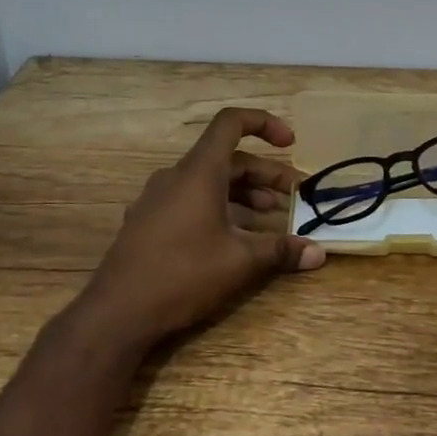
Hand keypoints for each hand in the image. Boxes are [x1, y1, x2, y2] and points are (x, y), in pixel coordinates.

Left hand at [74, 107, 325, 351]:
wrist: (117, 313)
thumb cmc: (183, 275)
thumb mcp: (240, 262)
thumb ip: (281, 251)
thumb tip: (318, 252)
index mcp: (199, 172)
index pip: (231, 123)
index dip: (264, 124)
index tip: (290, 143)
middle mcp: (176, 176)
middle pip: (227, 159)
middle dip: (264, 175)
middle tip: (293, 196)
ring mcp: (157, 199)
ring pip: (209, 182)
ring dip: (244, 194)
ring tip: (271, 218)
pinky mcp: (147, 222)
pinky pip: (190, 201)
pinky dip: (219, 208)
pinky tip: (234, 238)